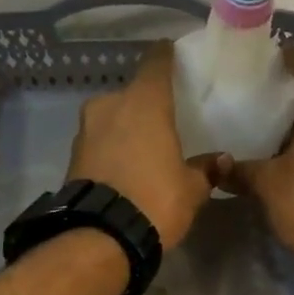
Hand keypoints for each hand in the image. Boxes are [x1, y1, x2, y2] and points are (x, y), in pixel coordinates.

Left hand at [67, 41, 214, 248]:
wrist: (100, 238)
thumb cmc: (155, 201)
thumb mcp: (191, 190)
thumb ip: (206, 170)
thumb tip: (222, 159)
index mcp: (143, 102)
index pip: (156, 62)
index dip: (166, 57)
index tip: (173, 56)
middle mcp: (109, 106)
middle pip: (131, 95)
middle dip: (144, 106)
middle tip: (161, 123)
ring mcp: (85, 132)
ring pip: (110, 121)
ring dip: (123, 131)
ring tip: (141, 151)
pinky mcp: (71, 159)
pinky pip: (97, 146)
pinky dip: (109, 153)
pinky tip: (123, 171)